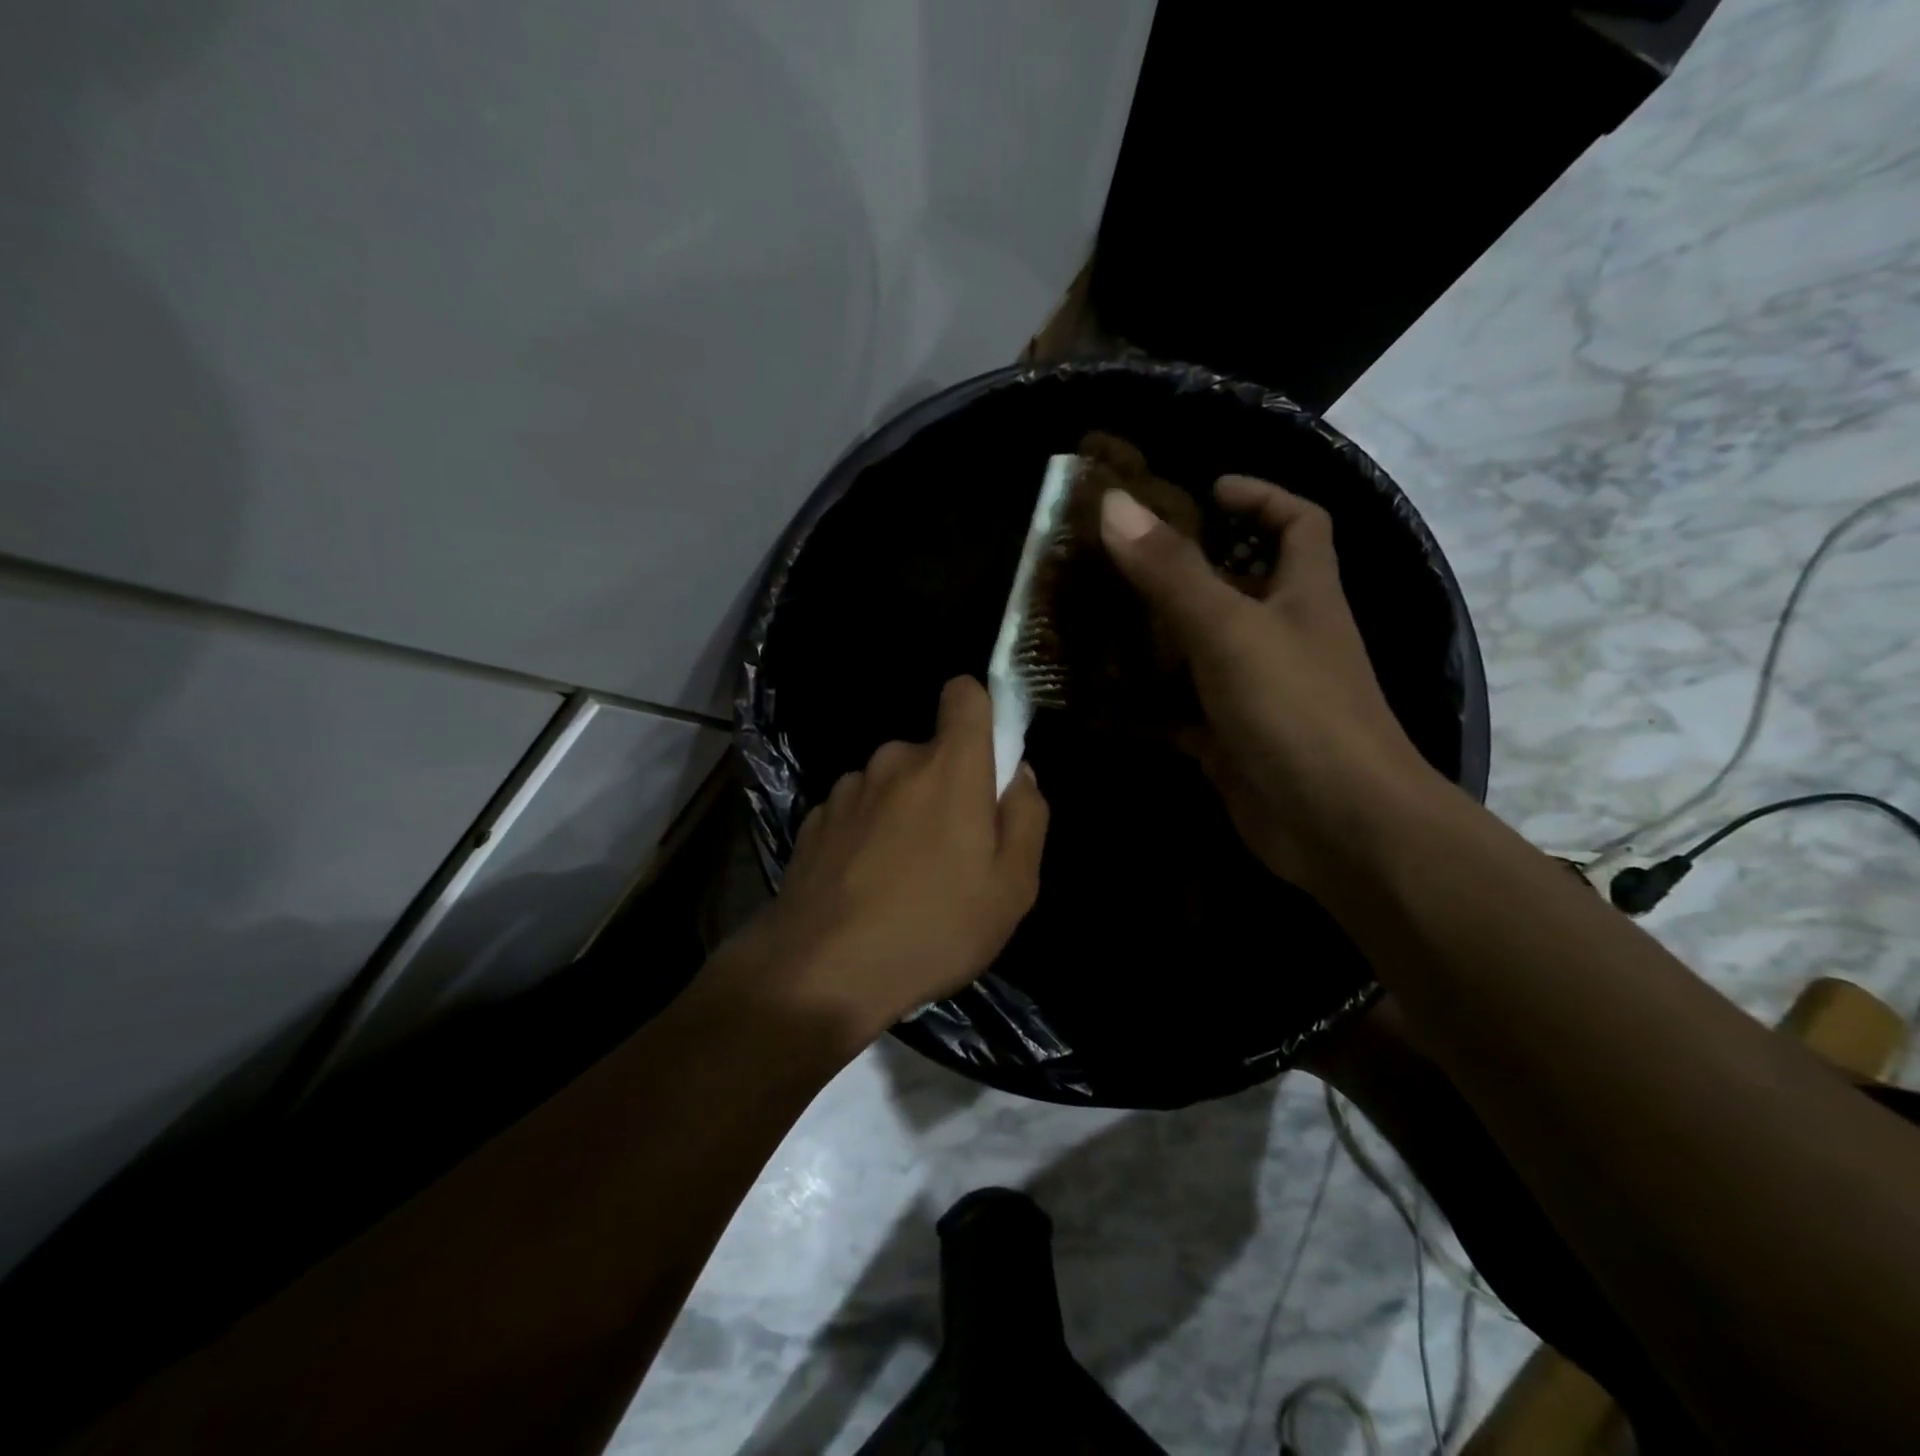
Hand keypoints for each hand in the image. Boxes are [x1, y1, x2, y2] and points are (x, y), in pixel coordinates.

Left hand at [721, 676, 1048, 1046]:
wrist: (820, 971)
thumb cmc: (933, 928)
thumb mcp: (1013, 886)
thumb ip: (1027, 815)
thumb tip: (1018, 773)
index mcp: (949, 766)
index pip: (964, 693)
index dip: (981, 713)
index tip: (988, 758)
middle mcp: (894, 760)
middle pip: (932, 753)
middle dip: (947, 787)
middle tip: (953, 853)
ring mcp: (848, 789)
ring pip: (893, 784)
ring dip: (905, 813)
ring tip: (905, 878)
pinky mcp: (814, 819)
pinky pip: (858, 811)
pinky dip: (868, 834)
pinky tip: (865, 886)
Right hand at [1099, 476, 1443, 897]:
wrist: (1337, 826)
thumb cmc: (1297, 711)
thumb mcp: (1230, 630)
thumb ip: (1172, 571)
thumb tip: (1114, 504)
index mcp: (1303, 594)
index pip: (1298, 523)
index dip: (1260, 496)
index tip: (1205, 490)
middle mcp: (1283, 637)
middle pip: (1236, 586)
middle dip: (1184, 568)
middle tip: (1118, 559)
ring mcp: (1255, 692)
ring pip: (1200, 650)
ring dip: (1155, 636)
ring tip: (1094, 618)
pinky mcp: (1230, 740)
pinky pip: (1180, 710)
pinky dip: (1145, 704)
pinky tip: (1099, 698)